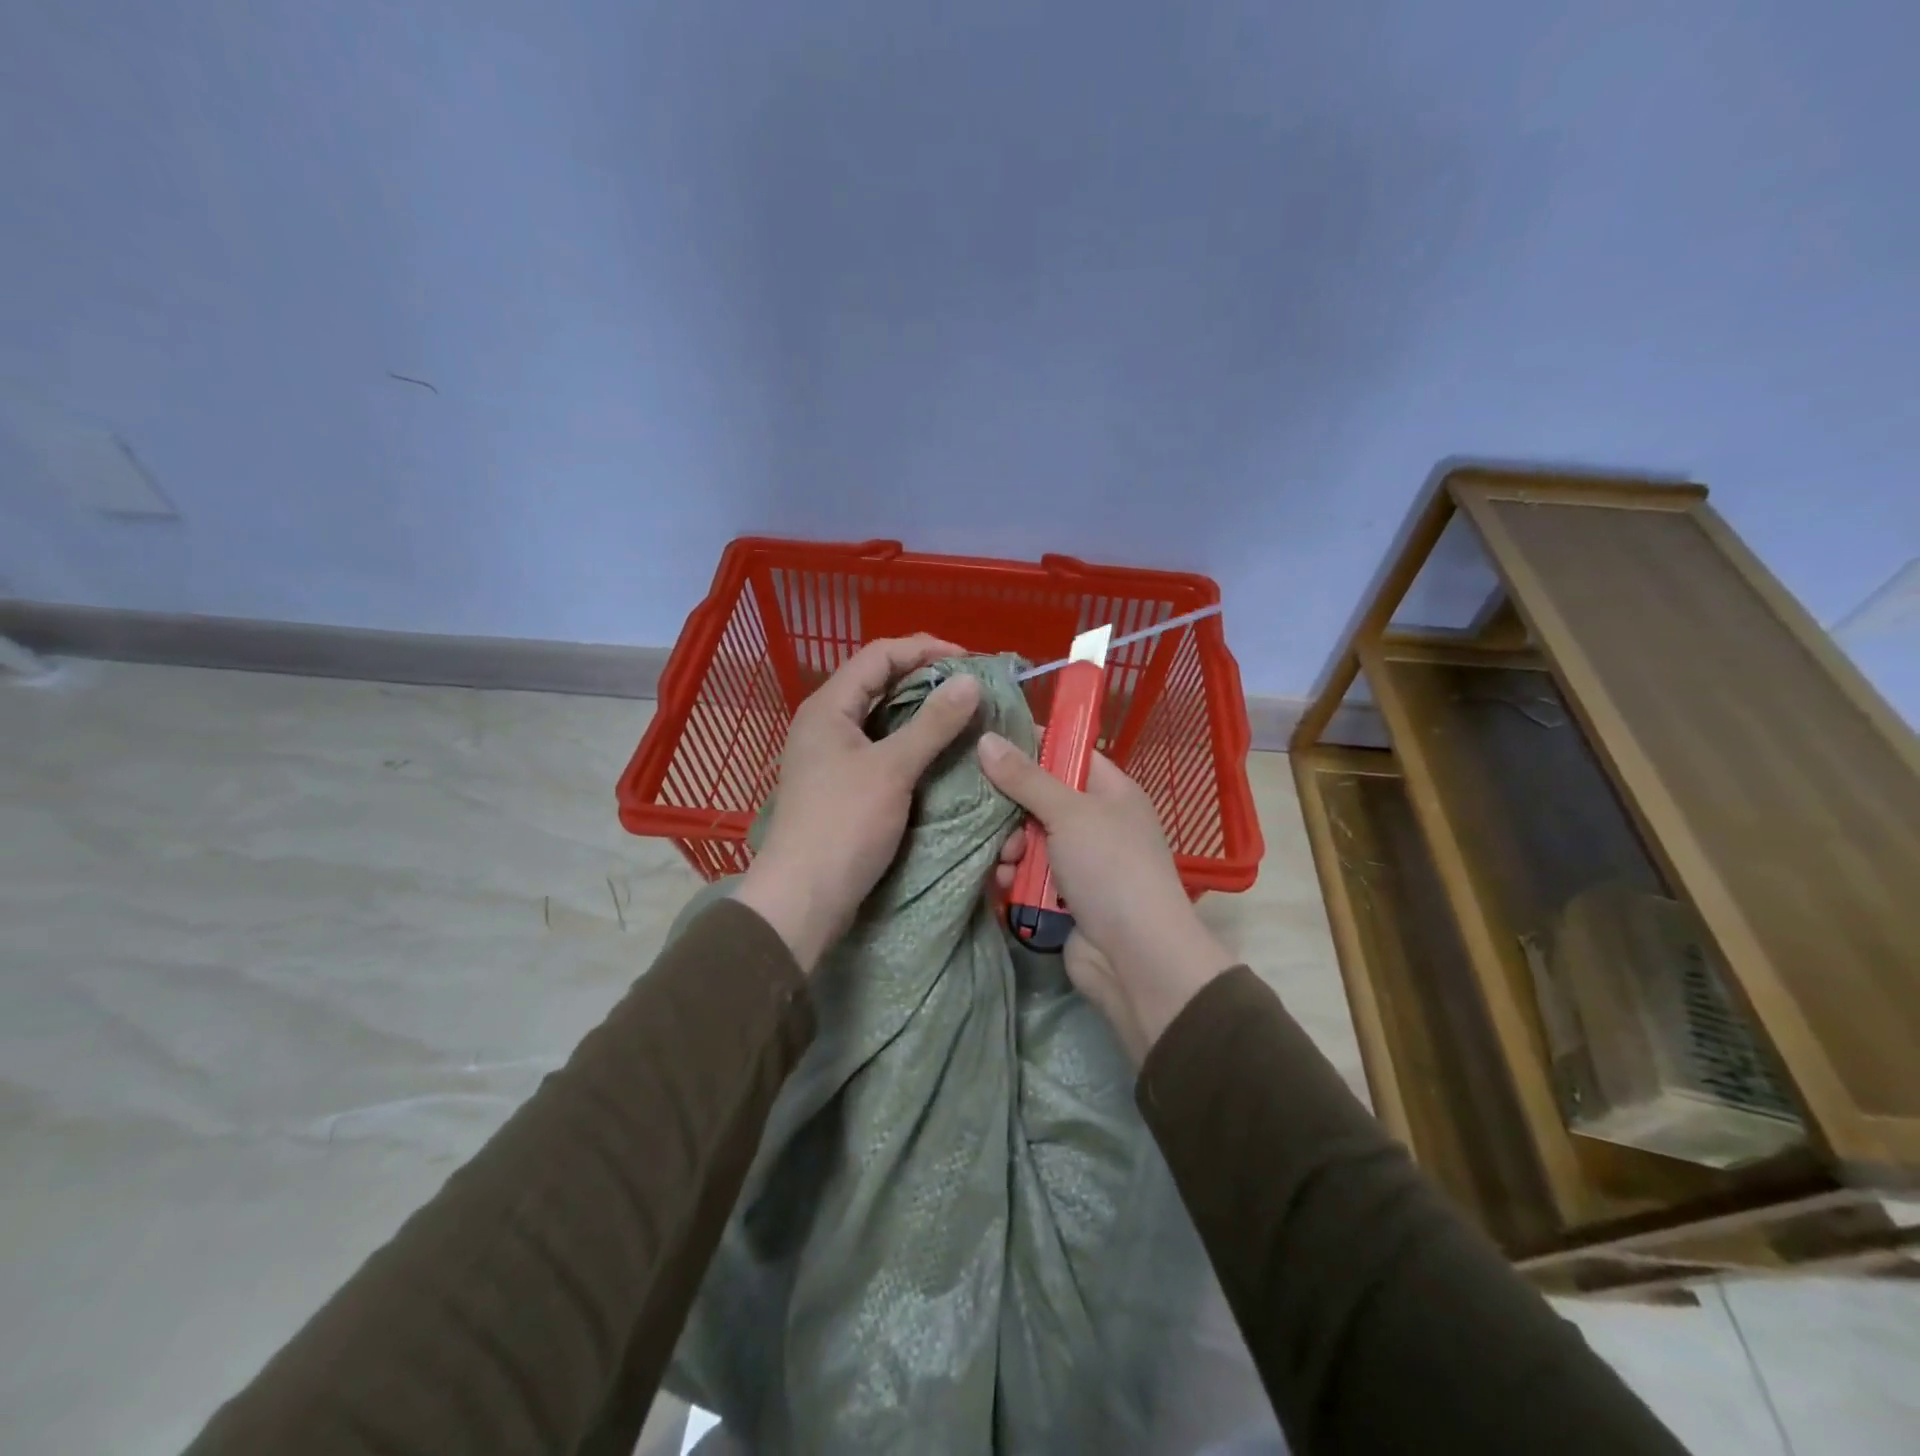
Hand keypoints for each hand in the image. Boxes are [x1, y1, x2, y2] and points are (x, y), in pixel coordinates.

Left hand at [733, 636, 983, 969]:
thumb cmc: (843, 825)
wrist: (803, 899)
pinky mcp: (842, 784)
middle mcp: (827, 723)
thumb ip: (932, 723)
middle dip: (927, 680)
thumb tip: (970, 680)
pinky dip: (912, 743)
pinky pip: (882, 748)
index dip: (925, 650)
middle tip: (972, 689)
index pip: (880, 655)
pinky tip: (941, 753)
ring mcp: (832, 755)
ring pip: (883, 718)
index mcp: (829, 707)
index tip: (970, 661)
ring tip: (964, 717)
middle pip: (880, 683)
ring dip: (922, 713)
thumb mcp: (892, 769)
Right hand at [980, 735, 1234, 1060]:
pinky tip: (1003, 885)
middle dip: (1012, 809)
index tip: (989, 742)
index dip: (1033, 745)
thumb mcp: (1069, 813)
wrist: (1136, 957)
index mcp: (1111, 792)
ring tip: (1005, 860)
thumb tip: (987, 739)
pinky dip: (1014, 878)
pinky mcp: (1063, 896)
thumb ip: (1026, 778)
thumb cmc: (1110, 868)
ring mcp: (1081, 862)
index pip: (1069, 753)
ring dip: (1010, 848)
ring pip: (1030, 839)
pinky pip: (1029, 875)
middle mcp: (1097, 822)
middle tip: (991, 814)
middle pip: (1041, 799)